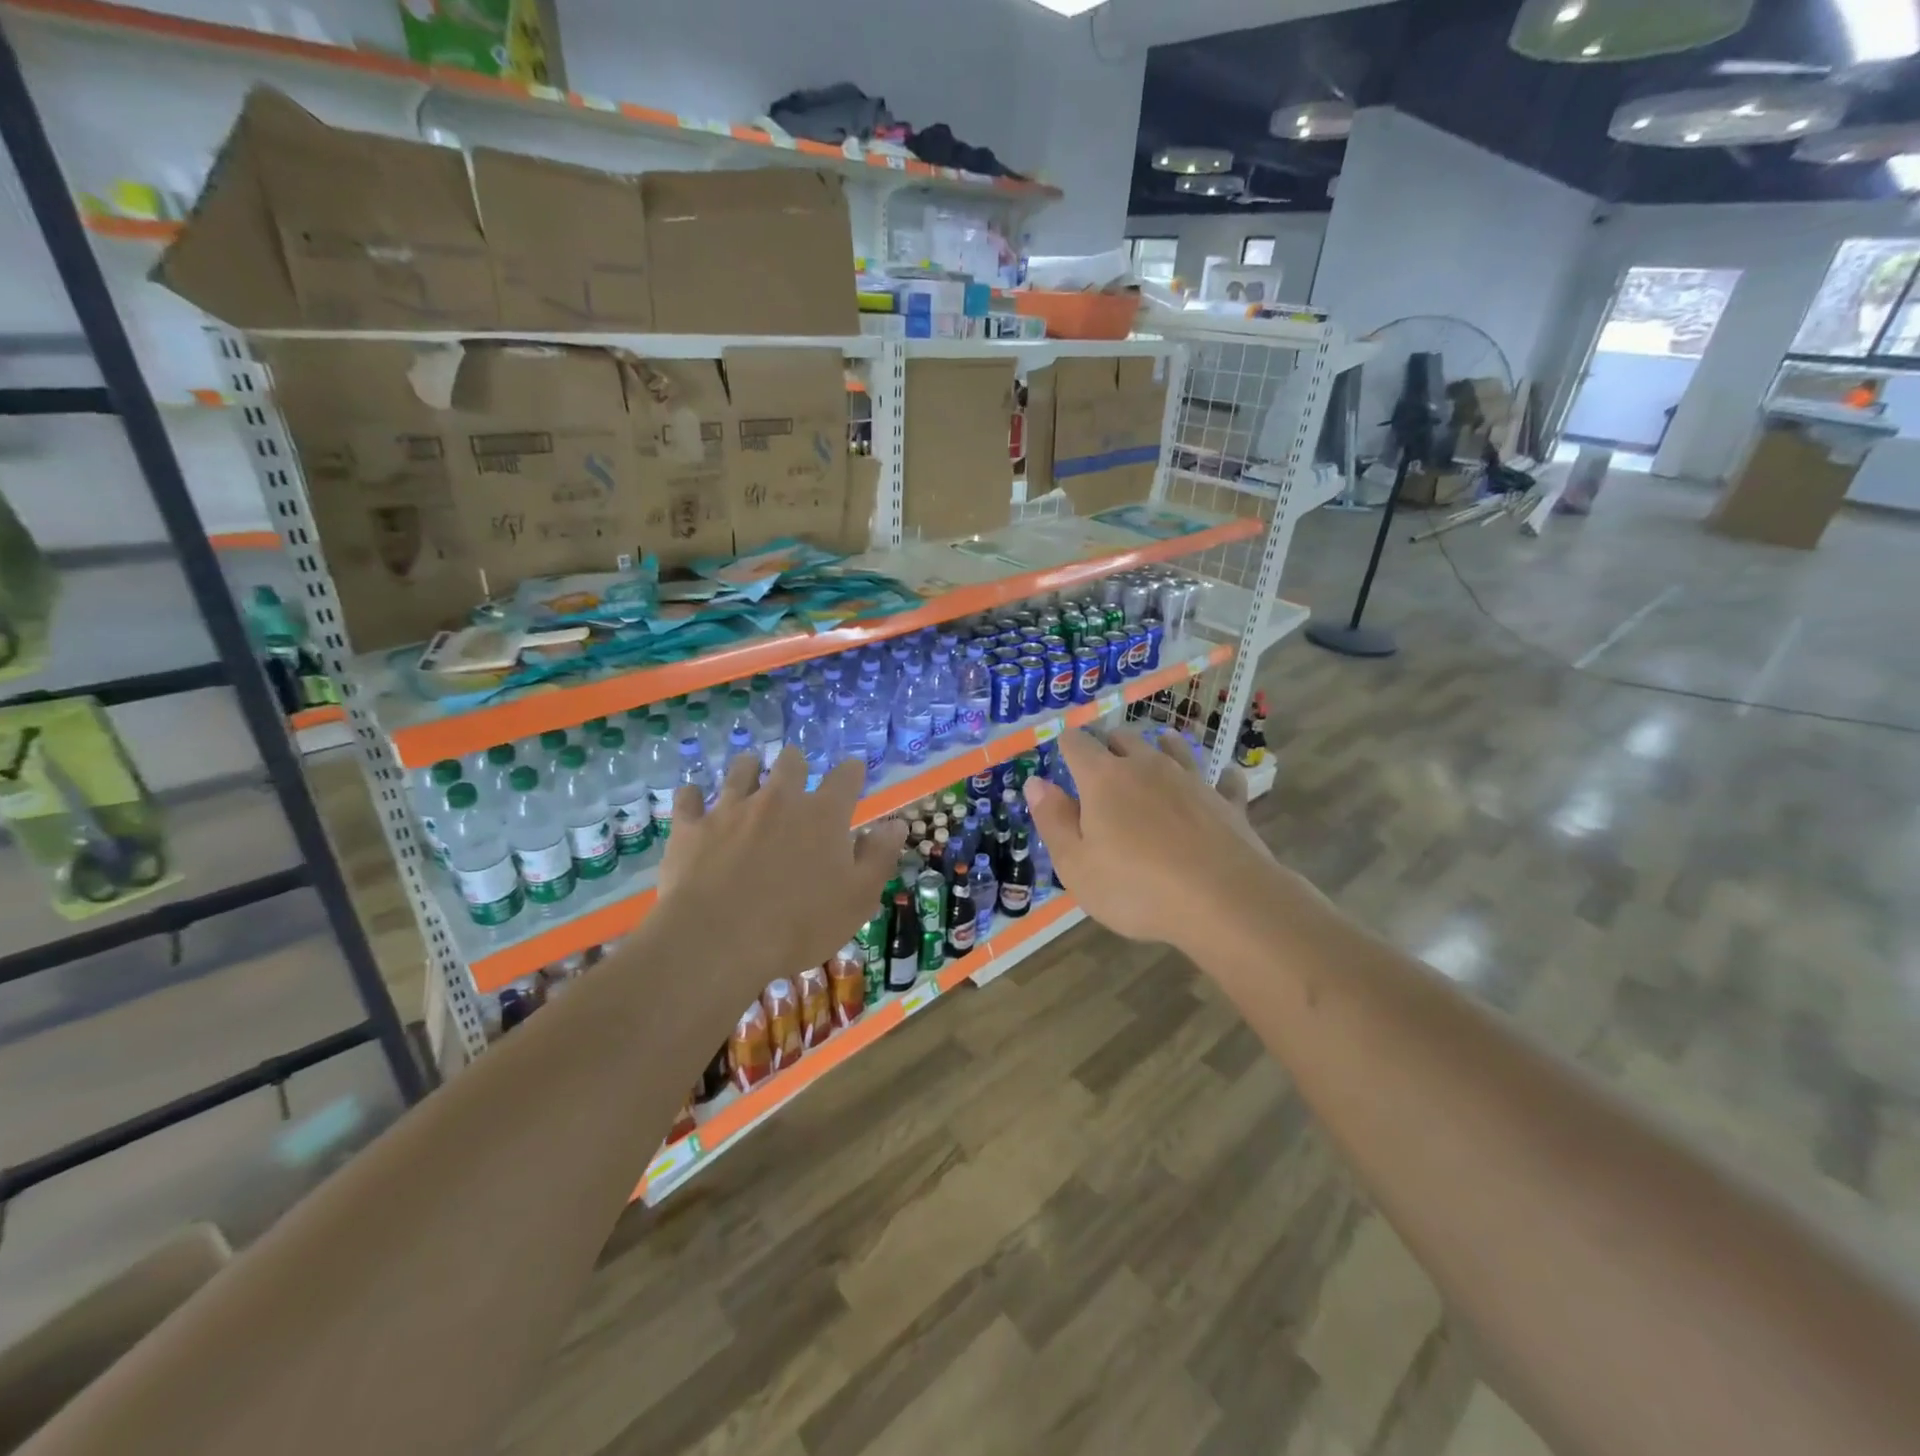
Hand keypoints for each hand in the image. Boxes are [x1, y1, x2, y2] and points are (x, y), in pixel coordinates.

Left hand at [659, 749, 904, 990]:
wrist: (718, 941)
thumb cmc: (799, 925)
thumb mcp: (857, 898)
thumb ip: (879, 856)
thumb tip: (897, 824)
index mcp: (823, 815)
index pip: (845, 777)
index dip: (852, 772)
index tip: (853, 772)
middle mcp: (778, 799)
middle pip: (790, 762)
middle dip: (796, 765)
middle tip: (795, 776)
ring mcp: (731, 808)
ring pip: (741, 770)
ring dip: (749, 769)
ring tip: (749, 773)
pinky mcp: (691, 827)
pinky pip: (688, 798)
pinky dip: (693, 797)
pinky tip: (694, 800)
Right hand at [1023, 727, 1274, 953]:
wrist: (1224, 900)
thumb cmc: (1136, 888)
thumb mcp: (1076, 865)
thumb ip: (1053, 821)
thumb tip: (1035, 783)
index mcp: (1103, 779)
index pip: (1077, 744)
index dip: (1066, 744)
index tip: (1062, 753)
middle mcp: (1147, 766)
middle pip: (1124, 738)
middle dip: (1109, 745)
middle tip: (1102, 764)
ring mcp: (1191, 780)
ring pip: (1173, 748)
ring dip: (1160, 747)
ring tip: (1157, 749)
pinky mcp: (1227, 802)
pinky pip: (1223, 780)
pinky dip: (1218, 778)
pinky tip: (1224, 778)